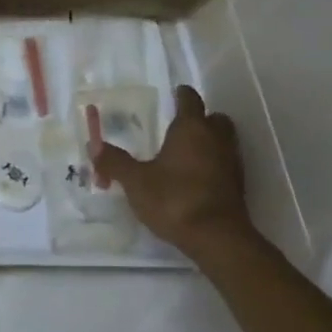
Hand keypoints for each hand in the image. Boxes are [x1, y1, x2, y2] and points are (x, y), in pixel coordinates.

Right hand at [91, 86, 254, 252]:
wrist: (216, 237)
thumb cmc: (174, 199)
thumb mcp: (135, 181)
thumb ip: (115, 162)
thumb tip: (93, 145)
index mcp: (191, 129)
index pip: (190, 100)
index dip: (181, 95)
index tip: (173, 94)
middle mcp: (216, 139)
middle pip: (215, 118)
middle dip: (201, 118)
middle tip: (180, 126)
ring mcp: (232, 162)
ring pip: (224, 140)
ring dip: (209, 142)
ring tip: (185, 153)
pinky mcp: (238, 185)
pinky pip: (225, 163)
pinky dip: (213, 164)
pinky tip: (195, 178)